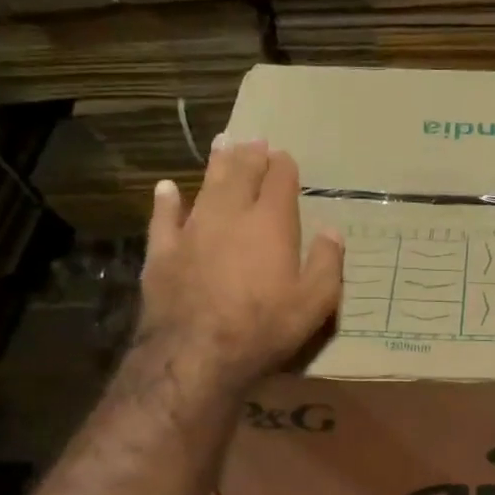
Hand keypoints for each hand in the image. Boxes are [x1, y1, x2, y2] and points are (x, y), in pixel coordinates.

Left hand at [136, 140, 342, 395]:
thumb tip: (332, 230)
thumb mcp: (315, 302)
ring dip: (216, 164)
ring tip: (223, 145)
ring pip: (206, 186)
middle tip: (255, 141)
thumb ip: (327, 262)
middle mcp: (231, 215)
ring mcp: (193, 230)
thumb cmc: (265, 328)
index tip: (285, 157)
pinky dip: (167, 200)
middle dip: (250, 155)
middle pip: (241, 173)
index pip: (279, 181)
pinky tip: (167, 188)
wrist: (196, 354)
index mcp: (272, 223)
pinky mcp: (162, 251)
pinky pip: (164, 217)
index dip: (284, 166)